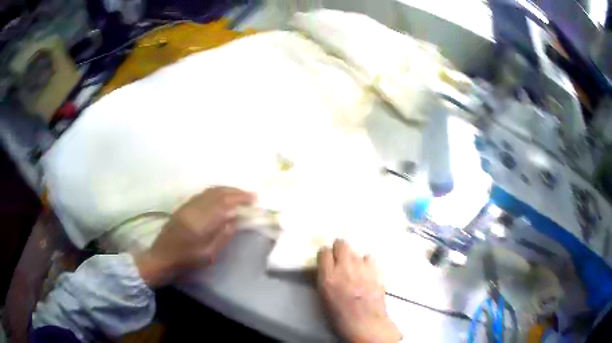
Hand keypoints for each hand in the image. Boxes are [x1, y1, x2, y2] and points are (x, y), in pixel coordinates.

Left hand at [135, 187, 254, 286]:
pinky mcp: (182, 207)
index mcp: (201, 221)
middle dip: (234, 191)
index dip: (240, 198)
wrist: (161, 258)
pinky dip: (215, 193)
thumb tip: (235, 220)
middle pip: (217, 192)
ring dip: (225, 190)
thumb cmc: (186, 261)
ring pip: (209, 191)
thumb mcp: (208, 254)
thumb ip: (222, 236)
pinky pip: (202, 194)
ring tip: (238, 195)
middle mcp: (193, 208)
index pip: (224, 202)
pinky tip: (221, 198)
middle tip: (249, 195)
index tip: (254, 198)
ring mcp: (187, 206)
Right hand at [317, 240, 401, 342]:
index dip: (325, 255)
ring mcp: (362, 268)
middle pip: (341, 244)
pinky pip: (369, 258)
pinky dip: (366, 263)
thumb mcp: (324, 299)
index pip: (323, 252)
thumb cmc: (341, 318)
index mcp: (328, 277)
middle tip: (340, 258)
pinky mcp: (376, 271)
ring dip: (353, 257)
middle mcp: (345, 268)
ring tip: (354, 268)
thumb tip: (326, 271)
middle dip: (339, 249)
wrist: (366, 323)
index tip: (326, 260)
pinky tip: (366, 272)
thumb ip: (325, 280)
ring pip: (356, 250)